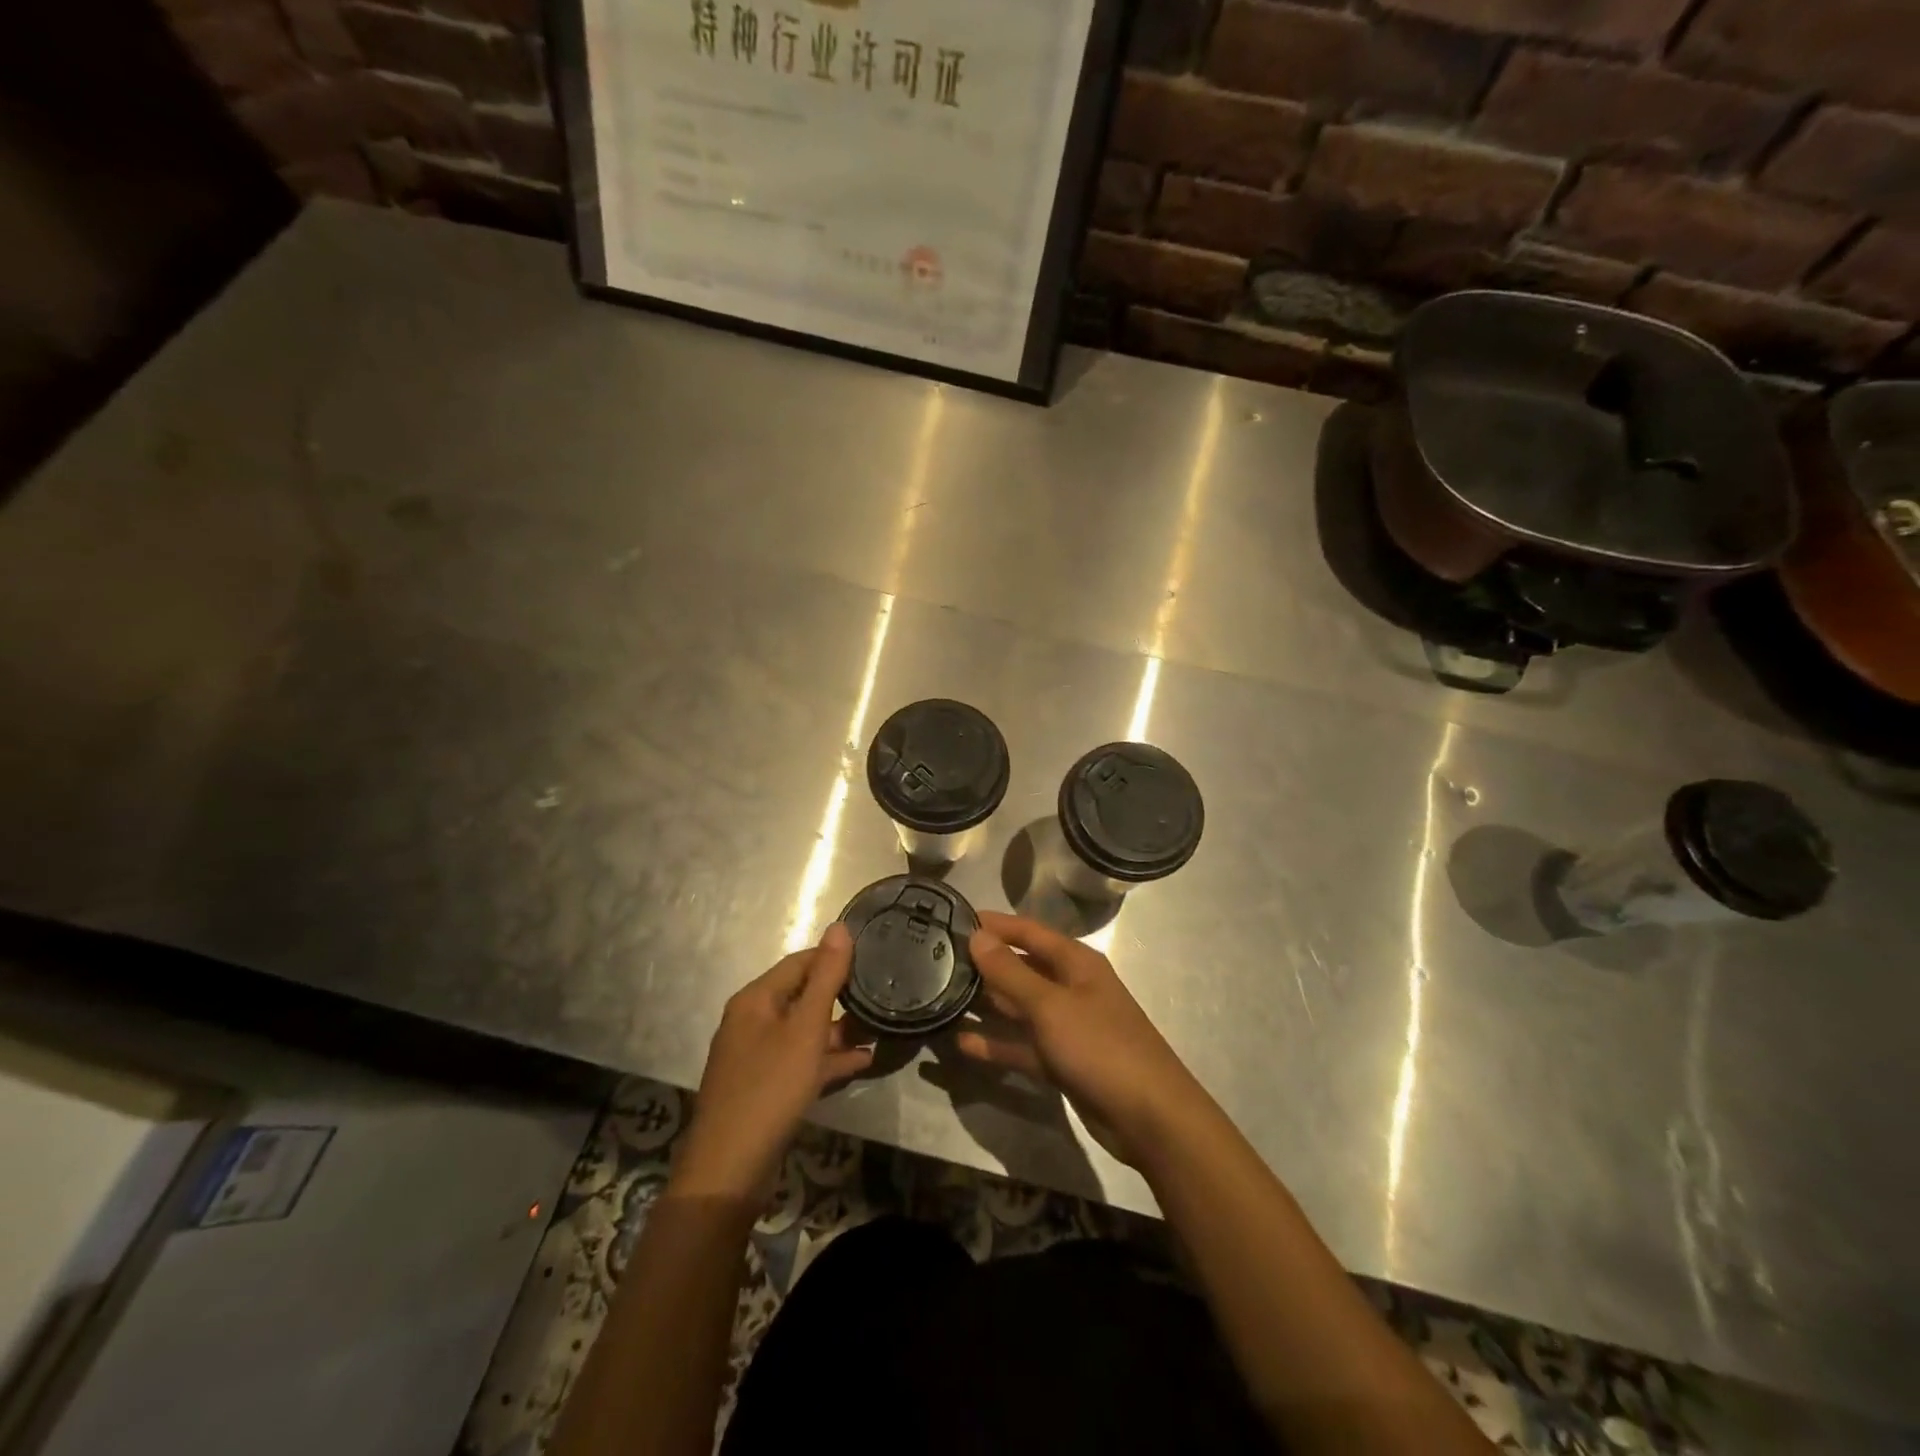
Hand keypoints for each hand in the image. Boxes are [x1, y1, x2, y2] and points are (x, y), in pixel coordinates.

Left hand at [673, 924, 874, 1200]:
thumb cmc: (769, 1088)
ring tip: (881, 1026)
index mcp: (755, 1000)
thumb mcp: (805, 1029)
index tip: (874, 958)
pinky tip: (863, 1061)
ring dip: (839, 1029)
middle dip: (841, 995)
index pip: (800, 962)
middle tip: (883, 993)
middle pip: (802, 995)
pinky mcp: (766, 1087)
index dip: (835, 958)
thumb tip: (840, 927)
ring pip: (805, 1031)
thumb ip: (826, 978)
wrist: (729, 1170)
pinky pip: (802, 1061)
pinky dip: (829, 1059)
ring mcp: (758, 1056)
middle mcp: (753, 1021)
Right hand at [957, 911, 1213, 1167]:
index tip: (954, 919)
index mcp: (1076, 963)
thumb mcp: (1050, 1006)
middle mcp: (1071, 987)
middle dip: (986, 963)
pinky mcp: (1062, 1061)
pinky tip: (962, 1042)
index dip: (995, 925)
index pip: (1028, 932)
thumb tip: (977, 935)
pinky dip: (997, 1043)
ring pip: (1020, 1007)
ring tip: (942, 996)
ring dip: (988, 1003)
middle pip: (1022, 967)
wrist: (1149, 1117)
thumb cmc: (1100, 1046)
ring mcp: (1067, 1026)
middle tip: (939, 960)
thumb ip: (1011, 972)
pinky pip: (1023, 1044)